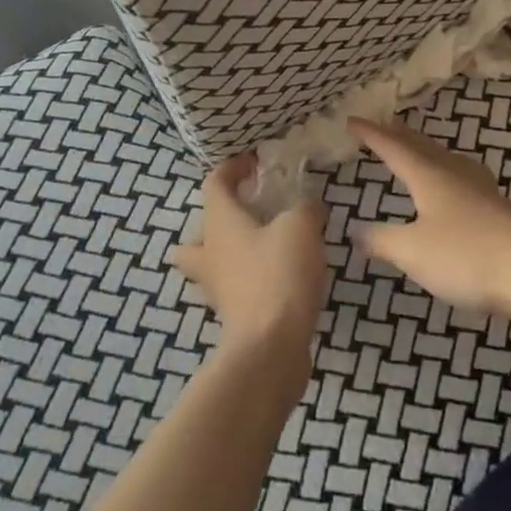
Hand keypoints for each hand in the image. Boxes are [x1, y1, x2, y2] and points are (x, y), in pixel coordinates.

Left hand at [169, 154, 329, 364]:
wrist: (270, 347)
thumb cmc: (278, 274)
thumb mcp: (301, 226)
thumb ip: (306, 207)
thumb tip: (309, 205)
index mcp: (219, 222)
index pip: (214, 182)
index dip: (232, 167)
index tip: (255, 163)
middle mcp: (210, 252)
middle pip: (200, 230)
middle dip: (221, 217)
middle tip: (252, 211)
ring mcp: (218, 287)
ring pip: (214, 261)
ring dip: (233, 250)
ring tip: (268, 244)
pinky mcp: (235, 314)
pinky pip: (236, 285)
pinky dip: (252, 276)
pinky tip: (283, 275)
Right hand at [348, 118, 510, 314]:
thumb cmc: (466, 255)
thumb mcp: (412, 252)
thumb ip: (381, 240)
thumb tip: (354, 230)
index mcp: (428, 175)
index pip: (393, 147)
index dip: (371, 134)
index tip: (351, 120)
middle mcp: (453, 172)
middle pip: (421, 145)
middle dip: (398, 135)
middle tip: (381, 126)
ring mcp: (479, 187)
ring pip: (443, 157)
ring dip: (423, 150)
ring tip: (413, 148)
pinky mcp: (496, 206)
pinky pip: (460, 175)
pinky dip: (444, 170)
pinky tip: (453, 183)